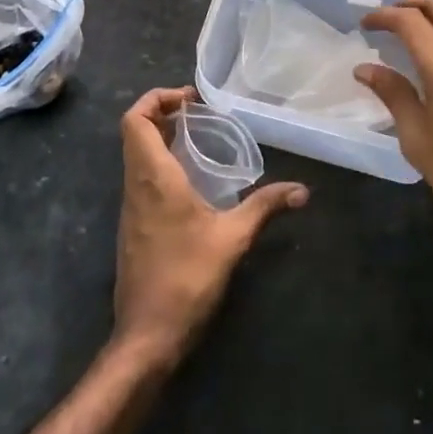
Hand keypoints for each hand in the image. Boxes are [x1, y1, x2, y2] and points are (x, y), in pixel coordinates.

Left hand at [112, 87, 307, 367]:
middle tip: (198, 113)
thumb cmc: (186, 278)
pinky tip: (191, 179)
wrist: (146, 336)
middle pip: (134, 131)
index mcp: (153, 176)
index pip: (135, 119)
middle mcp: (135, 184)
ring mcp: (130, 206)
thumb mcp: (232, 239)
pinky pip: (141, 176)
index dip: (156, 98)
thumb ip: (264, 207)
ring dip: (160, 137)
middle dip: (162, 112)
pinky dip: (160, 162)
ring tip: (198, 138)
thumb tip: (302, 190)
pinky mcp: (133, 225)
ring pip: (135, 154)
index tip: (190, 98)